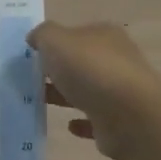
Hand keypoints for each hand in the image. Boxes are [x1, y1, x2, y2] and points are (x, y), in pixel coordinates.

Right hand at [26, 21, 160, 159]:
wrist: (130, 115)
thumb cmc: (91, 70)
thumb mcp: (56, 41)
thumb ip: (43, 35)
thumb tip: (35, 38)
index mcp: (105, 35)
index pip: (77, 33)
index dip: (55, 42)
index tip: (32, 55)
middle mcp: (116, 60)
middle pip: (82, 62)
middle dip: (59, 70)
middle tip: (30, 79)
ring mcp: (120, 92)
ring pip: (87, 91)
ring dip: (66, 95)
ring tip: (40, 102)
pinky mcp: (119, 122)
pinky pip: (95, 120)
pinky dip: (82, 122)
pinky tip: (68, 125)